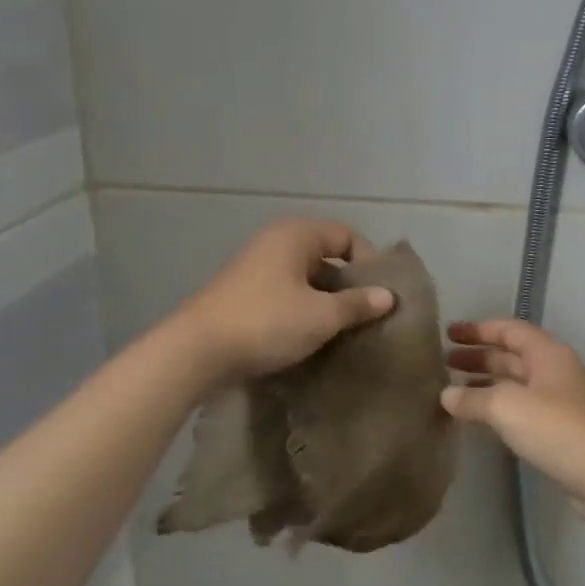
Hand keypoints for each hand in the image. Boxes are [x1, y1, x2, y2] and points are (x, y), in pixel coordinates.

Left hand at [172, 220, 394, 382]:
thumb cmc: (266, 322)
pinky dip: (301, 310)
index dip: (368, 262)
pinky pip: (284, 293)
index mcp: (296, 235)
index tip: (380, 296)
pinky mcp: (242, 293)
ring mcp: (255, 267)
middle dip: (347, 285)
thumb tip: (388, 296)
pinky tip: (310, 338)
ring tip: (343, 332)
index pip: (346, 236)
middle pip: (325, 256)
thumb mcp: (320, 316)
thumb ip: (357, 304)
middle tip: (366, 316)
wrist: (196, 350)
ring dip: (325, 301)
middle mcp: (275, 242)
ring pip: (304, 278)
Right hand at [442, 320, 584, 508]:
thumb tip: (446, 396)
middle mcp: (552, 373)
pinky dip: (495, 410)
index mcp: (546, 355)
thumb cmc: (557, 429)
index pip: (509, 330)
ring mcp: (556, 404)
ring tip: (451, 392)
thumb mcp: (507, 406)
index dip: (478, 329)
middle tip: (444, 362)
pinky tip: (475, 420)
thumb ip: (473, 399)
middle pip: (510, 357)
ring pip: (513, 385)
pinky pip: (519, 411)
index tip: (449, 334)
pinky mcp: (557, 433)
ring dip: (484, 384)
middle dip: (478, 357)